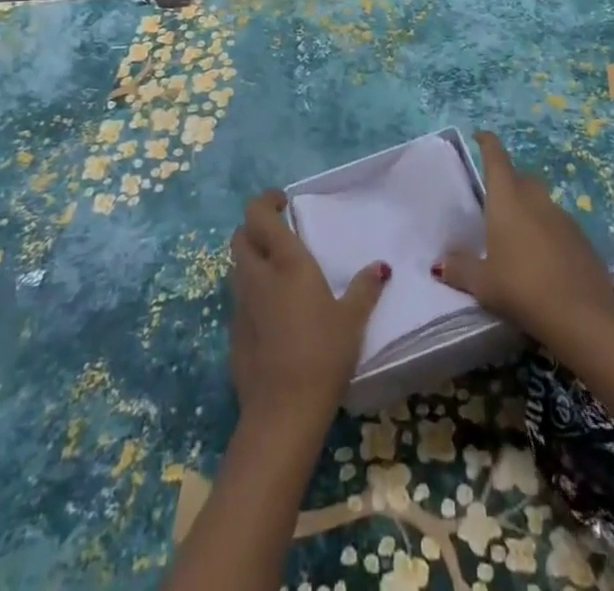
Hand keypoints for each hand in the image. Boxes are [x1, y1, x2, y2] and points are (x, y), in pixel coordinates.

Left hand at [229, 189, 387, 431]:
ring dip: (251, 259)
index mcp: (286, 261)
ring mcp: (241, 305)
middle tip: (278, 233)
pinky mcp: (233, 333)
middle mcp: (257, 275)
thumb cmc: (323, 354)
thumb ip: (364, 289)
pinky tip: (273, 312)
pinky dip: (252, 293)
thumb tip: (380, 267)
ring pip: (237, 267)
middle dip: (254, 228)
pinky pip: (239, 299)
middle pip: (240, 237)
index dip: (265, 201)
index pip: (258, 214)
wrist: (282, 412)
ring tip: (277, 270)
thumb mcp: (352, 320)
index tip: (282, 201)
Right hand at [434, 131, 613, 351]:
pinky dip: (546, 230)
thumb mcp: (483, 284)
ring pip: (541, 201)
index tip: (481, 134)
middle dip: (509, 180)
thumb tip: (440, 263)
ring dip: (528, 207)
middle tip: (494, 198)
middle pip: (521, 177)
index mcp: (508, 199)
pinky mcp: (582, 239)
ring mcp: (563, 217)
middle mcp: (536, 199)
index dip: (488, 143)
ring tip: (516, 232)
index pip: (496, 158)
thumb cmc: (522, 288)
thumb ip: (460, 270)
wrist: (583, 315)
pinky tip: (541, 257)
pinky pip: (557, 224)